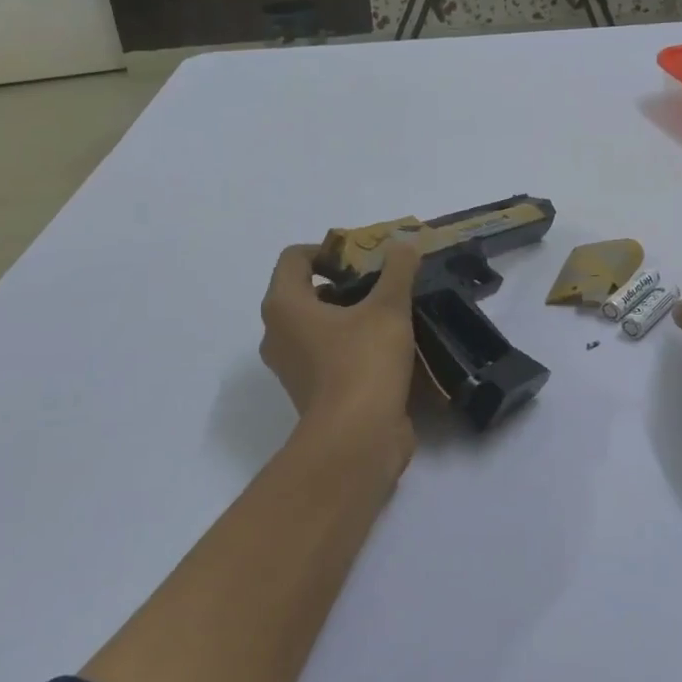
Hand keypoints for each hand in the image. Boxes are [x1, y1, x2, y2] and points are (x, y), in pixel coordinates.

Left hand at [259, 241, 418, 463]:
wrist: (357, 439)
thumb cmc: (363, 362)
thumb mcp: (388, 308)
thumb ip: (397, 270)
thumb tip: (404, 242)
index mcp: (285, 306)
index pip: (295, 257)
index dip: (329, 249)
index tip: (364, 256)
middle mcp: (278, 334)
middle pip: (306, 291)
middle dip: (345, 282)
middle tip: (383, 282)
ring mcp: (292, 366)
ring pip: (318, 325)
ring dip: (350, 314)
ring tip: (391, 312)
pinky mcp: (312, 392)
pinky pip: (328, 354)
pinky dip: (352, 344)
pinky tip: (389, 346)